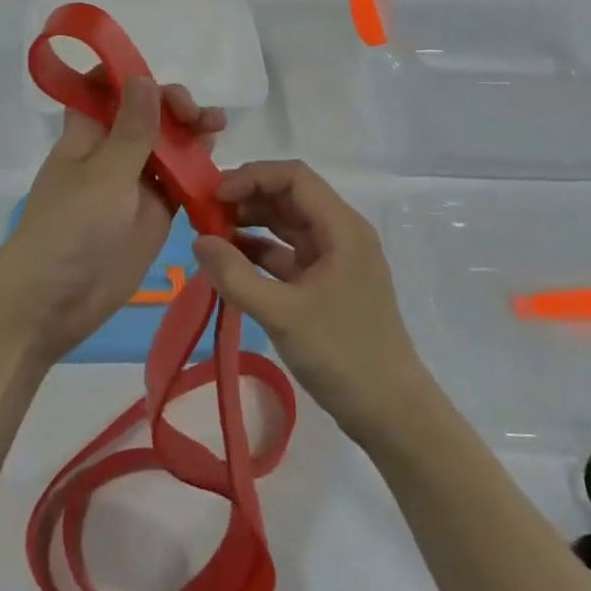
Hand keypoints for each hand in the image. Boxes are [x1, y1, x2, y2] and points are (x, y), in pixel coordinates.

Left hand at [0, 74, 225, 363]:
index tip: (157, 77)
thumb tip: (143, 76)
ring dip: (191, 132)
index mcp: (88, 132)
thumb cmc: (70, 228)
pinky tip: (217, 161)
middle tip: (195, 115)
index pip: (104, 88)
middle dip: (171, 104)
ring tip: (216, 126)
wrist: (56, 301)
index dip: (129, 76)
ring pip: (167, 144)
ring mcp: (134, 181)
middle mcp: (112, 150)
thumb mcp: (104, 174)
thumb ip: (132, 129)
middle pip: (145, 113)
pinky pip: (179, 181)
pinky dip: (198, 170)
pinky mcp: (153, 211)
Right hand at [194, 160, 432, 442]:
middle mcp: (341, 233)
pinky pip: (288, 253)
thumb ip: (235, 275)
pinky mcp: (327, 283)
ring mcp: (335, 259)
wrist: (391, 414)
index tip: (215, 195)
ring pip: (287, 223)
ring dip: (251, 223)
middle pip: (289, 196)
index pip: (294, 177)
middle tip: (204, 213)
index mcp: (341, 228)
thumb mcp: (282, 314)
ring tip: (211, 234)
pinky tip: (230, 262)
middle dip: (247, 197)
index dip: (252, 177)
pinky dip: (259, 251)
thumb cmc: (342, 355)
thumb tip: (198, 241)